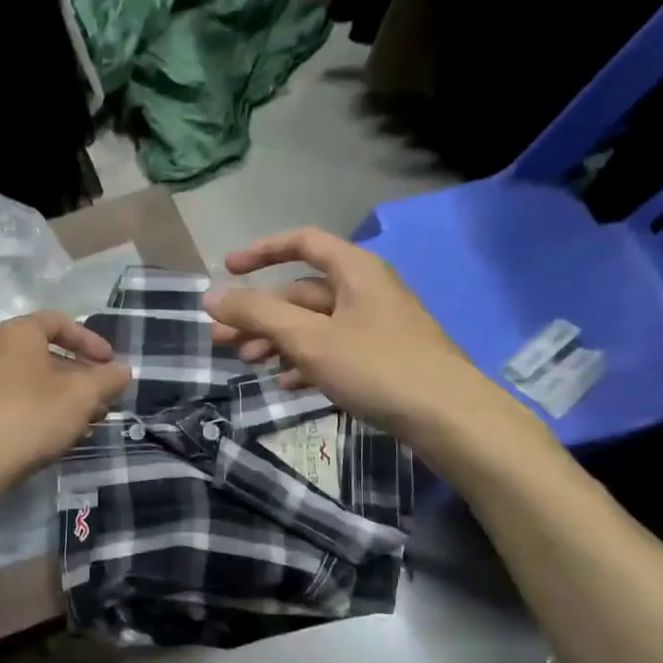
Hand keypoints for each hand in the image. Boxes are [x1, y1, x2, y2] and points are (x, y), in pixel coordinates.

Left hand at [0, 311, 130, 503]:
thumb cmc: (30, 415)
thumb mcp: (81, 396)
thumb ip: (107, 379)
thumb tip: (124, 369)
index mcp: (16, 334)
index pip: (57, 322)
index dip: (89, 340)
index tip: (110, 362)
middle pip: (44, 355)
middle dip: (79, 375)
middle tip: (102, 397)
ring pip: (30, 382)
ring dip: (62, 397)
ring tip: (86, 422)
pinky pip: (13, 404)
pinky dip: (39, 412)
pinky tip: (56, 437)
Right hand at [203, 228, 551, 482]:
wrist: (451, 419)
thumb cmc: (378, 367)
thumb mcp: (310, 339)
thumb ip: (258, 314)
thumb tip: (210, 296)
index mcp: (356, 271)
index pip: (303, 242)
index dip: (261, 252)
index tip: (227, 270)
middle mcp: (366, 291)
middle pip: (301, 292)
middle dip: (259, 314)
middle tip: (221, 340)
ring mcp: (376, 327)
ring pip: (314, 324)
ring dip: (277, 340)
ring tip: (248, 363)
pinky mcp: (382, 359)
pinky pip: (332, 350)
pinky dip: (305, 361)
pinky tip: (285, 383)